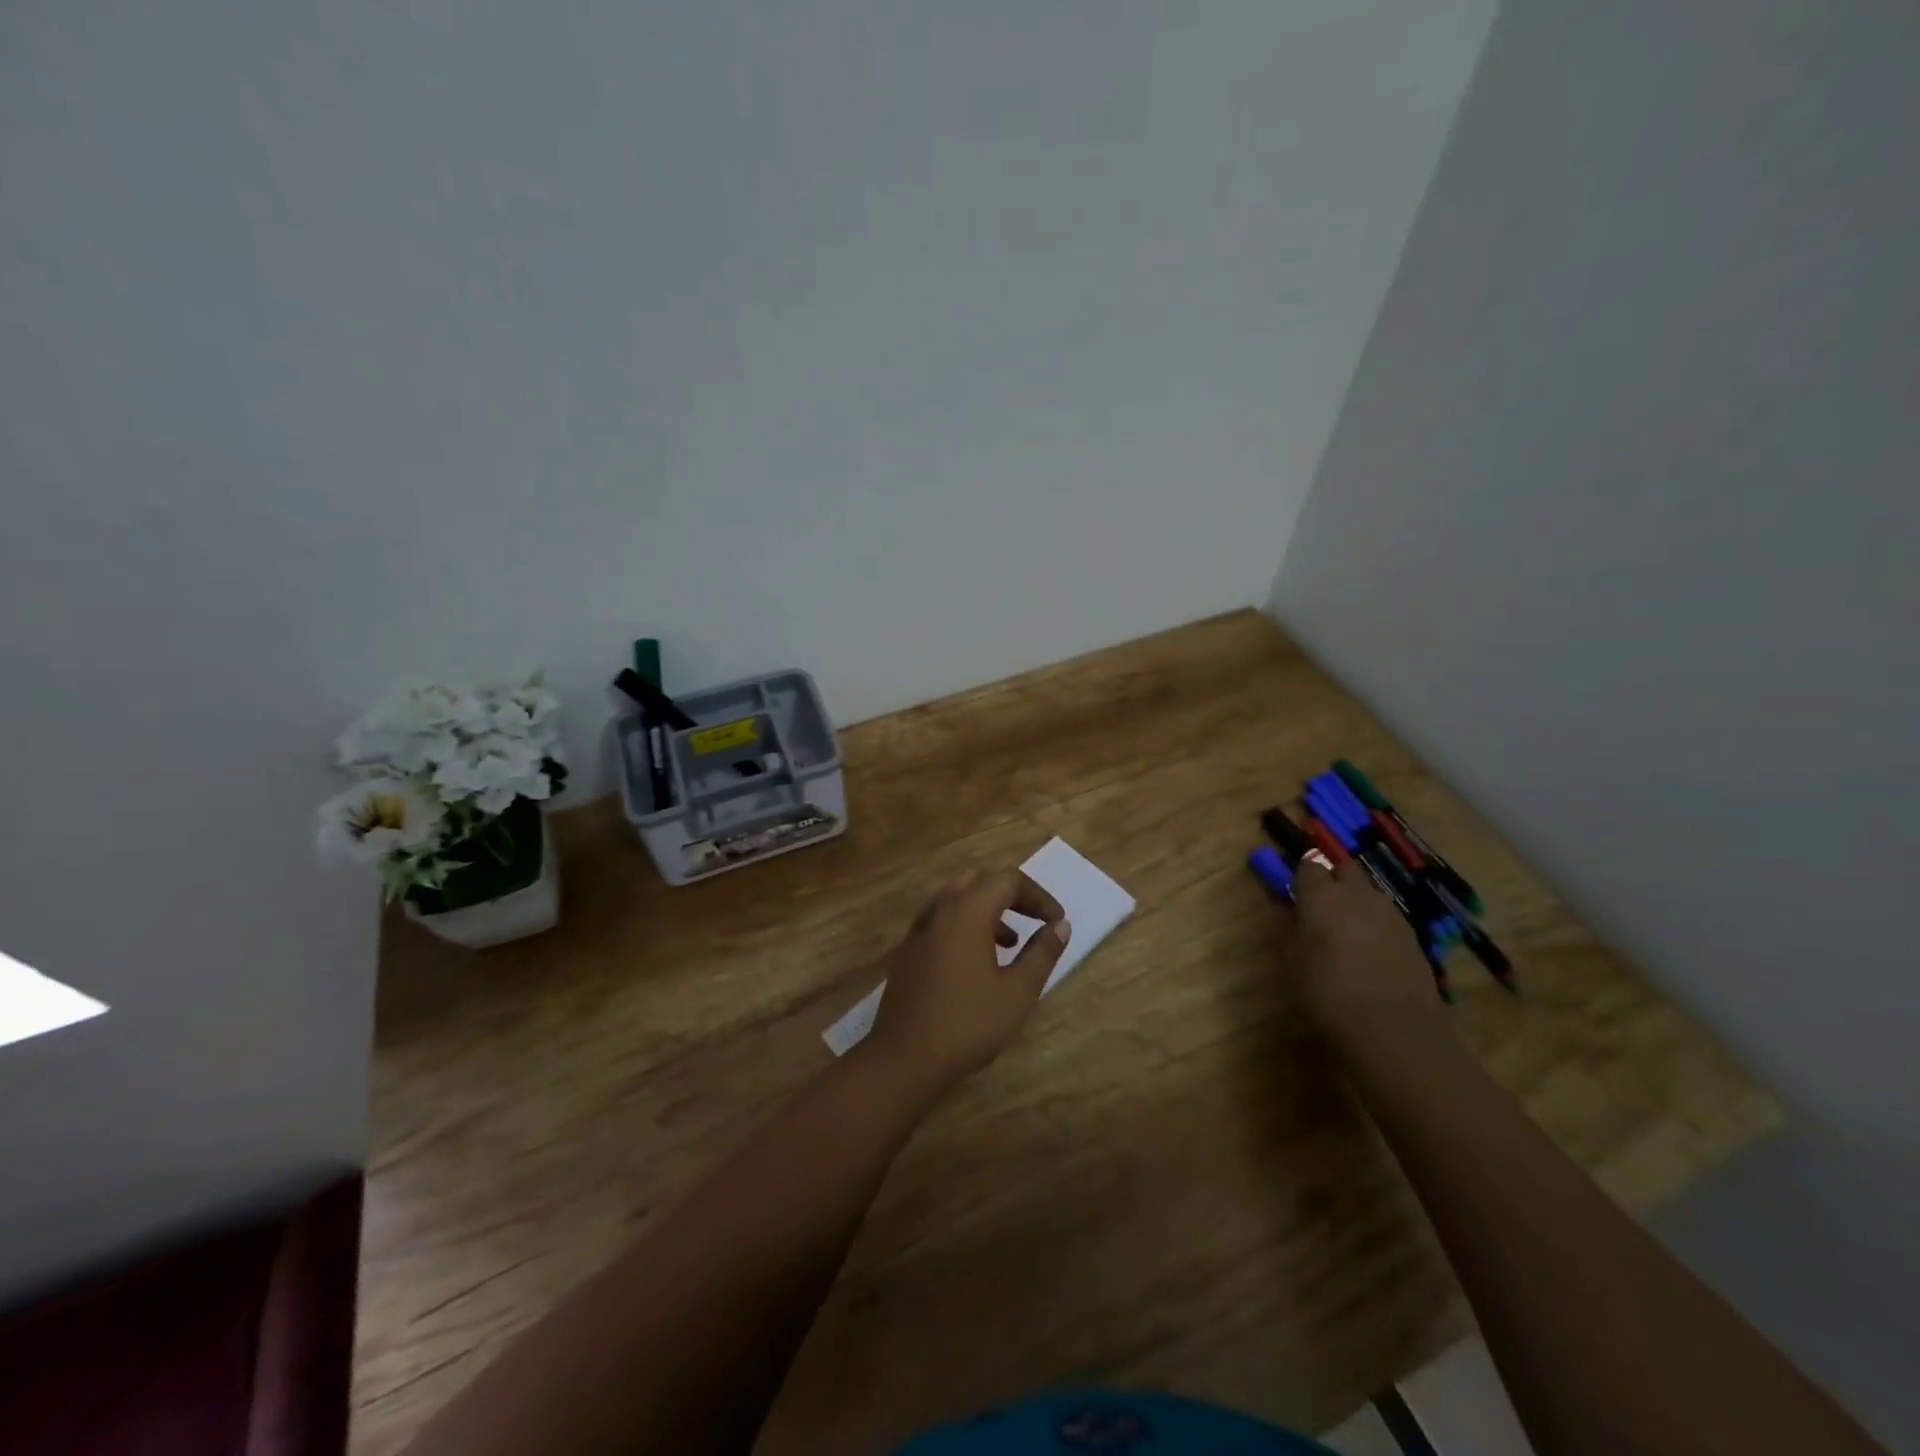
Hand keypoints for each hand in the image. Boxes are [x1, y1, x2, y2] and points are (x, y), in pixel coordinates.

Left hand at [866, 870, 1071, 1094]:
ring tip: (1011, 943)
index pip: (1007, 880)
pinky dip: (965, 924)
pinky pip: (941, 920)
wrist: (904, 1057)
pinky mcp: (908, 950)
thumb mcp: (1017, 992)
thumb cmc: (968, 1024)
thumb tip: (1060, 925)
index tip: (1056, 921)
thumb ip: (1041, 954)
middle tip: (1034, 920)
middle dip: (1011, 895)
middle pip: (979, 881)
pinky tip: (976, 961)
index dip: (1038, 895)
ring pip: (957, 899)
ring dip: (988, 909)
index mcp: (968, 912)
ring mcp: (919, 929)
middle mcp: (940, 910)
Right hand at [1288, 859, 1446, 1048]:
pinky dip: (1375, 926)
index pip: (1308, 866)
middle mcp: (1358, 894)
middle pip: (1344, 870)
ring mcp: (1390, 914)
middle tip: (1320, 908)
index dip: (1300, 878)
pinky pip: (1387, 918)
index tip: (1294, 894)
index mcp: (1322, 895)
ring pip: (1369, 893)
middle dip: (1332, 881)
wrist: (1393, 1030)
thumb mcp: (1292, 963)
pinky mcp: (1413, 937)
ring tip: (1346, 933)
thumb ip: (1289, 929)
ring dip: (1355, 903)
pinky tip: (1370, 954)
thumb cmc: (1327, 994)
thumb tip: (1287, 910)